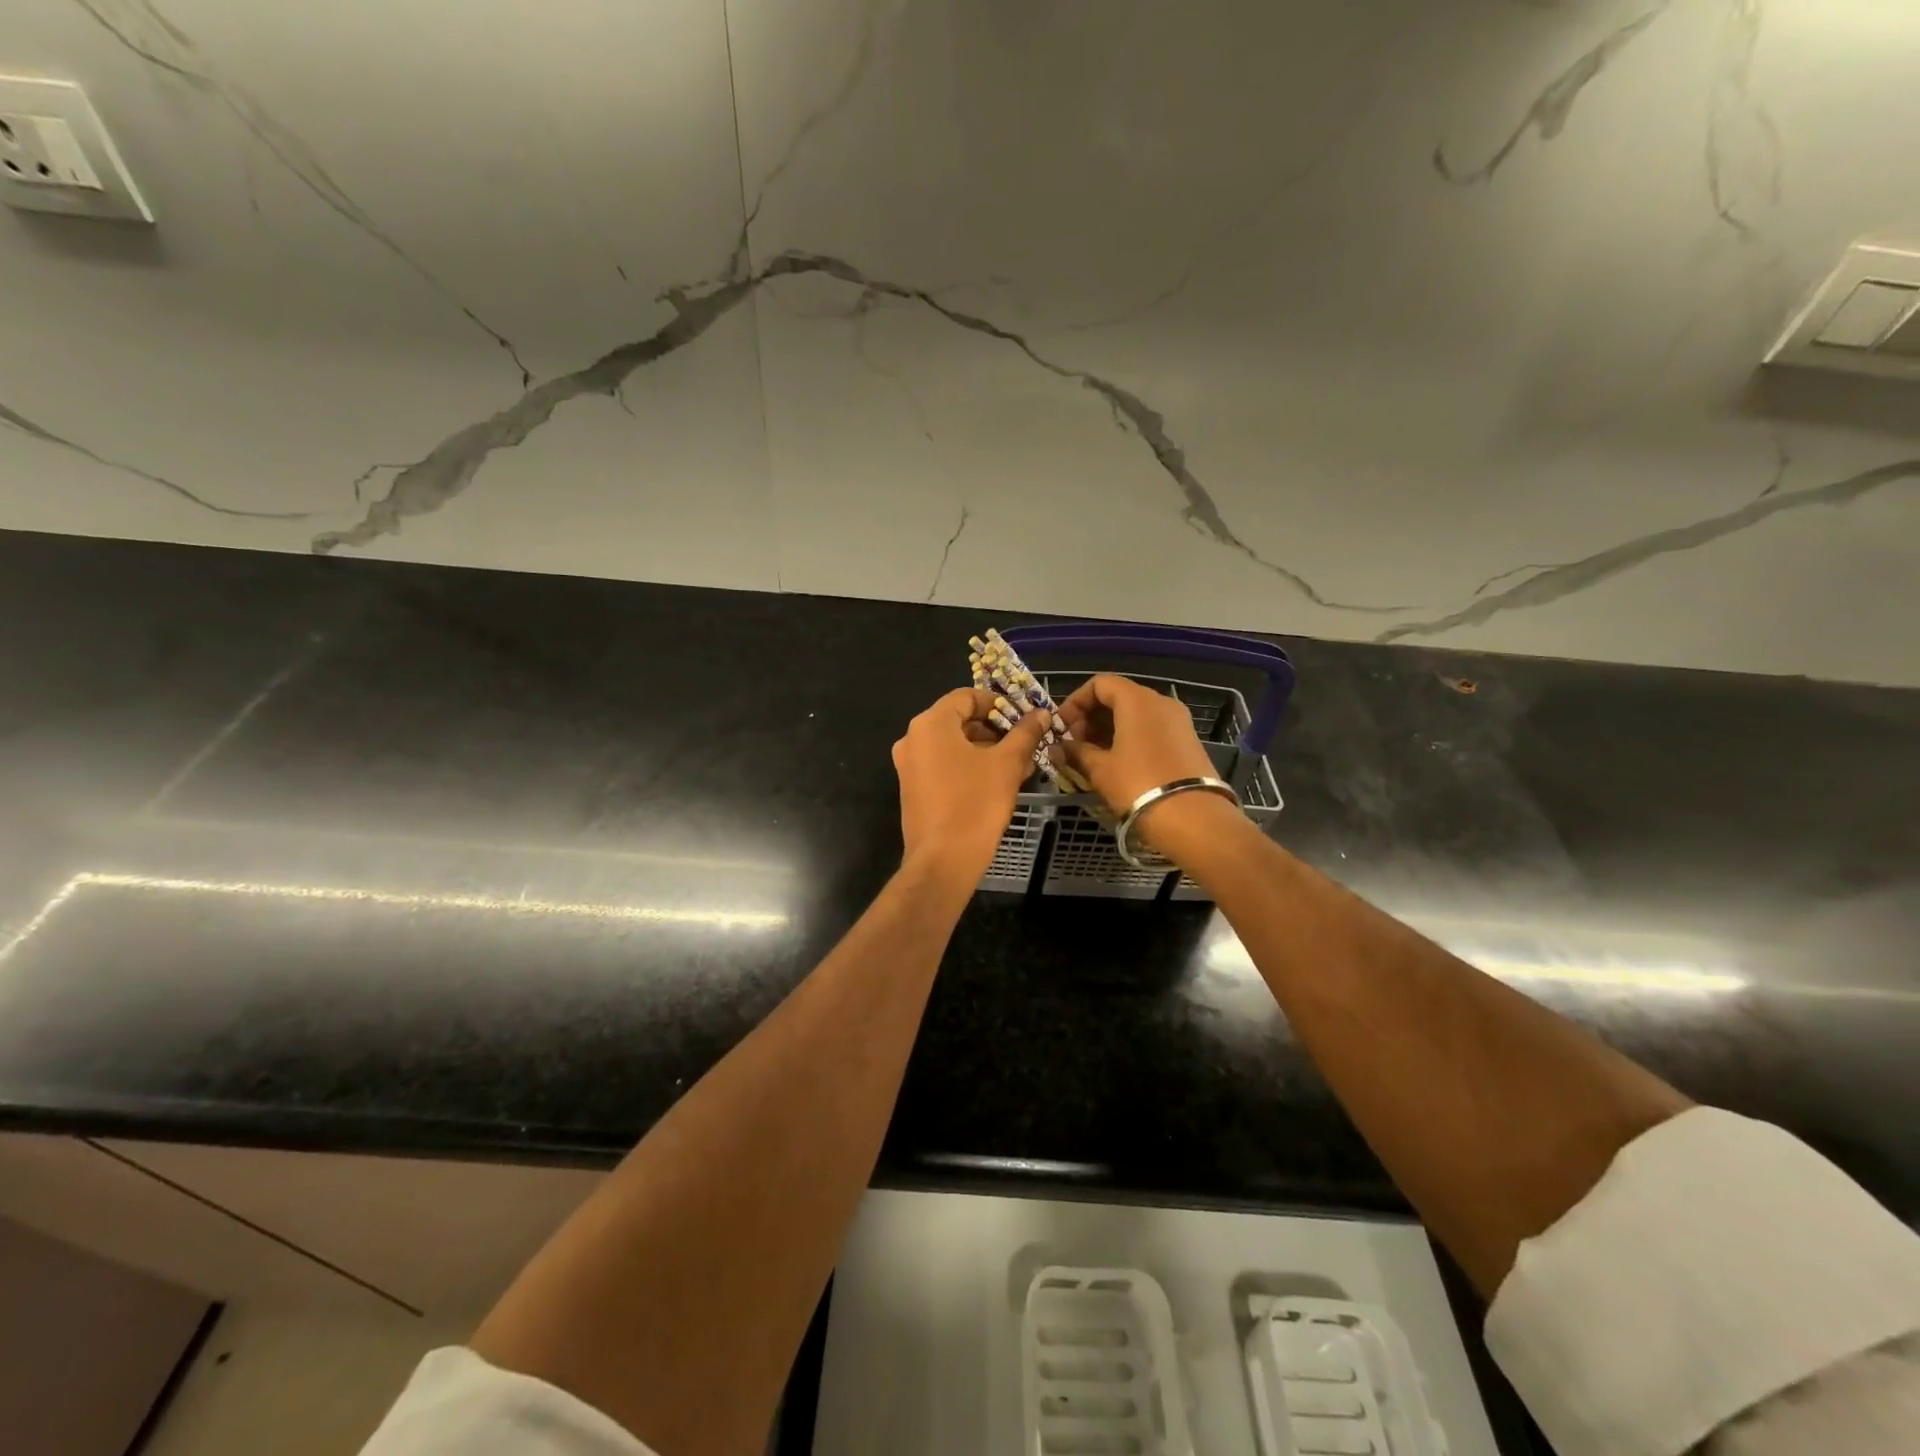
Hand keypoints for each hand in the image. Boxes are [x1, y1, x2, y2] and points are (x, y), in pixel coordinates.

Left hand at [892, 688, 1049, 876]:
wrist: (943, 861)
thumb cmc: (976, 804)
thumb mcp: (1007, 765)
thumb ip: (1025, 733)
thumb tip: (1042, 713)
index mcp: (930, 724)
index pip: (966, 696)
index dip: (998, 703)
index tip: (1024, 718)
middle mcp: (912, 739)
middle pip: (958, 720)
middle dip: (994, 729)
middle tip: (1025, 742)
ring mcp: (909, 766)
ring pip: (953, 745)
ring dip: (985, 749)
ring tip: (1019, 765)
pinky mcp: (913, 789)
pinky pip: (943, 765)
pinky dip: (969, 766)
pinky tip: (997, 782)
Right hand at [1057, 674, 1243, 858]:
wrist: (1193, 818)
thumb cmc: (1139, 784)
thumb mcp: (1100, 769)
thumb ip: (1076, 752)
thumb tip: (1058, 748)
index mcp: (1138, 700)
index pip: (1100, 683)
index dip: (1075, 701)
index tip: (1062, 727)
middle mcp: (1161, 702)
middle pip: (1119, 696)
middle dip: (1091, 717)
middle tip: (1075, 744)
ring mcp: (1178, 721)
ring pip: (1136, 714)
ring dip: (1109, 729)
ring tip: (1092, 756)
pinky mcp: (1187, 741)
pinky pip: (1151, 729)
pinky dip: (1130, 737)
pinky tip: (1118, 763)